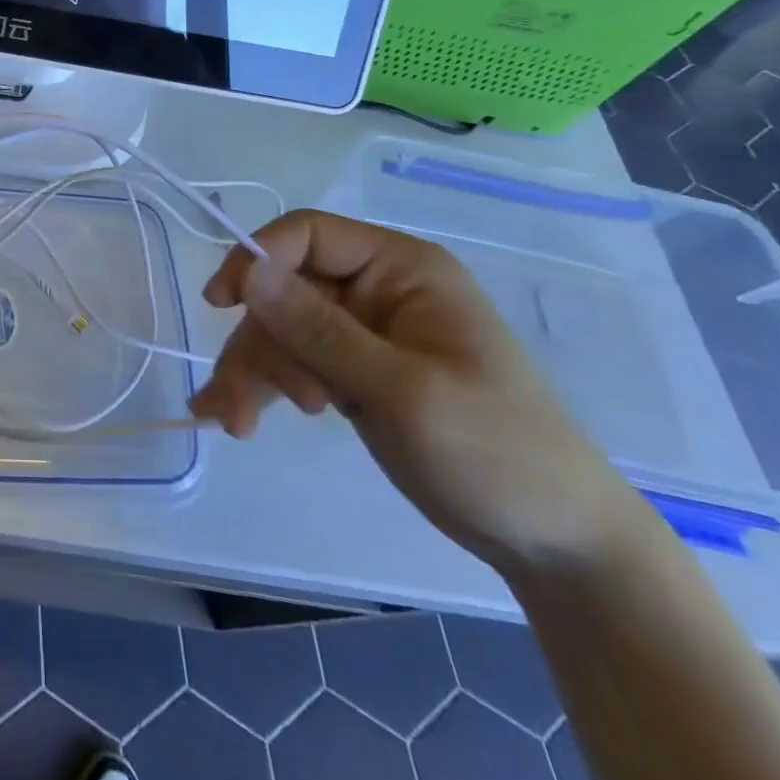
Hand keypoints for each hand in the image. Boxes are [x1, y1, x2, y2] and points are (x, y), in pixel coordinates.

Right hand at [190, 209, 645, 577]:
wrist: (559, 545)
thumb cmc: (496, 453)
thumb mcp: (402, 391)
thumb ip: (318, 329)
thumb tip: (248, 270)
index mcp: (401, 269)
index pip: (308, 235)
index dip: (257, 259)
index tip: (220, 304)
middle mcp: (376, 290)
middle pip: (284, 290)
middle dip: (258, 343)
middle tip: (243, 404)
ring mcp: (363, 334)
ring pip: (280, 330)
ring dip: (253, 373)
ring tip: (237, 424)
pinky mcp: (353, 374)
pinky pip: (293, 363)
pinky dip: (263, 388)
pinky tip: (234, 419)